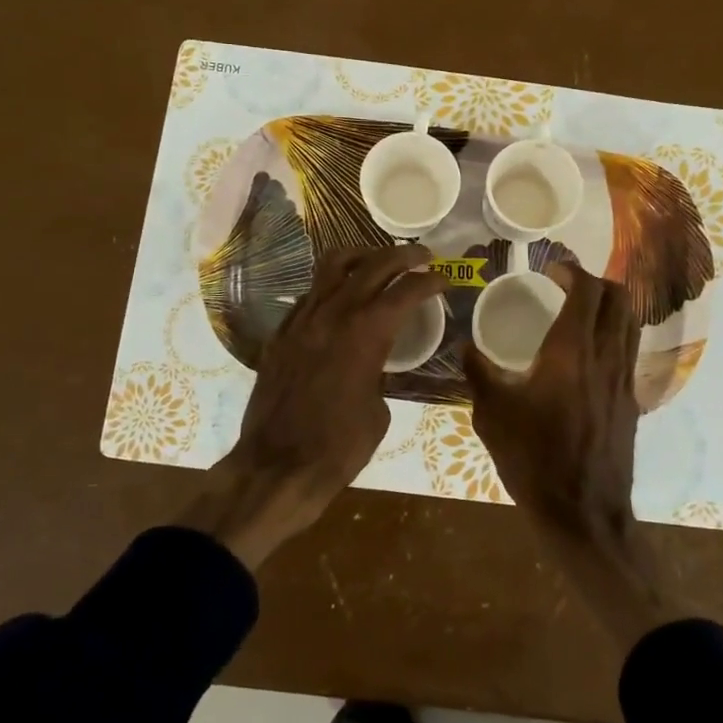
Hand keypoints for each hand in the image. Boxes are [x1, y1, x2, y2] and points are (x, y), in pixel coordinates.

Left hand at [178, 245, 446, 567]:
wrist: (278, 466)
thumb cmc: (340, 446)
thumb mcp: (379, 409)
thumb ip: (380, 371)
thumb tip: (375, 362)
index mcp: (367, 332)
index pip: (406, 289)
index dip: (430, 281)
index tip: (444, 279)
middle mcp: (334, 313)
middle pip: (373, 264)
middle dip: (403, 256)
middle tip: (422, 257)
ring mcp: (303, 319)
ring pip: (333, 266)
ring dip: (362, 257)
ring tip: (378, 262)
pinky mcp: (281, 333)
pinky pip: (310, 294)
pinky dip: (332, 286)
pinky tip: (341, 300)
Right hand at [463, 259, 640, 536]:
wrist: (582, 512)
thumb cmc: (533, 458)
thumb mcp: (492, 414)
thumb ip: (477, 373)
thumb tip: (463, 345)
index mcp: (570, 351)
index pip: (586, 291)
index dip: (572, 271)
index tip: (551, 269)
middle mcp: (605, 356)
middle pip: (618, 298)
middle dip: (596, 281)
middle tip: (568, 285)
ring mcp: (624, 378)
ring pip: (630, 322)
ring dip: (609, 305)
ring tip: (581, 311)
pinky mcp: (630, 400)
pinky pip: (628, 349)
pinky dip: (613, 333)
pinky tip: (588, 352)